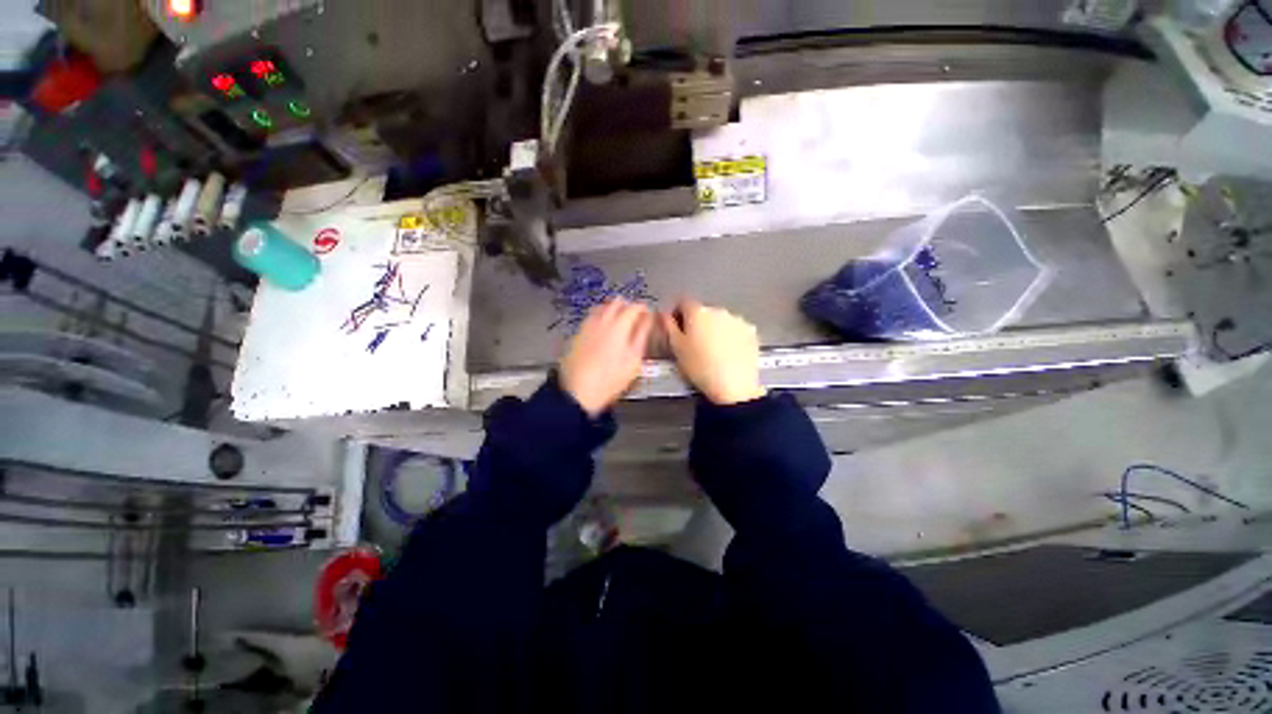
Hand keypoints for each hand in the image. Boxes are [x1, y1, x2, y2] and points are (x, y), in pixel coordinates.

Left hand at [560, 299, 653, 416]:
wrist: (577, 392)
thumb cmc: (609, 380)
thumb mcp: (633, 361)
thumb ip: (642, 337)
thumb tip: (647, 321)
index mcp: (619, 326)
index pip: (634, 307)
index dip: (643, 309)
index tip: (647, 314)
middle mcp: (602, 321)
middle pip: (617, 302)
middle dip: (628, 306)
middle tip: (635, 317)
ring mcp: (587, 326)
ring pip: (602, 307)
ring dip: (613, 310)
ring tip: (620, 322)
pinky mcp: (577, 334)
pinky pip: (591, 317)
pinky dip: (601, 318)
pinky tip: (603, 331)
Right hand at [661, 299, 766, 405]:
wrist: (734, 385)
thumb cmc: (702, 368)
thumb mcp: (676, 348)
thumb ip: (668, 326)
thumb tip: (665, 315)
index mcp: (697, 312)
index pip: (683, 302)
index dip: (677, 313)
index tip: (676, 325)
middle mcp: (718, 311)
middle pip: (702, 311)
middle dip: (697, 323)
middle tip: (693, 344)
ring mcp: (736, 320)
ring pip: (720, 320)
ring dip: (714, 330)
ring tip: (711, 351)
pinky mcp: (750, 331)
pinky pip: (735, 329)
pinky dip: (730, 337)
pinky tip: (726, 353)